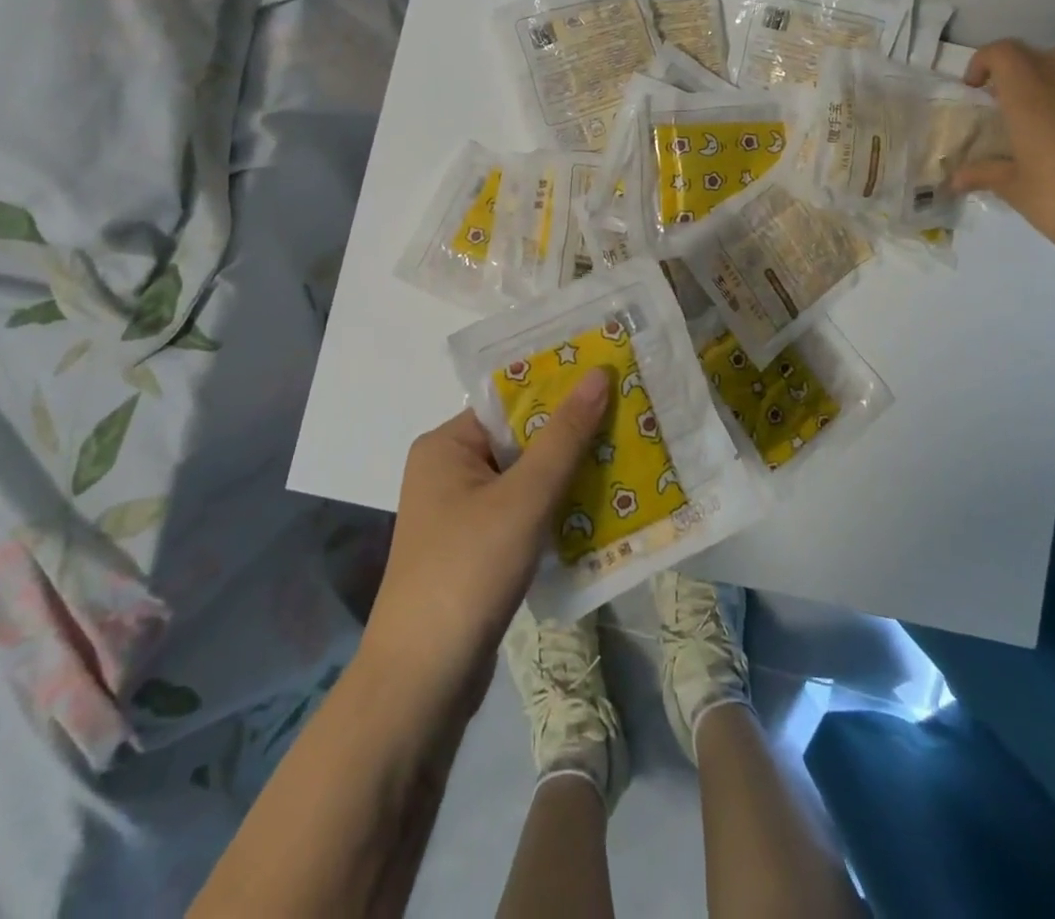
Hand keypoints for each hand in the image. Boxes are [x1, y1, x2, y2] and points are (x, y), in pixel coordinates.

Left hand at [358, 368, 610, 713]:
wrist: (423, 681)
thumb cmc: (469, 570)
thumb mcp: (524, 497)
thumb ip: (565, 436)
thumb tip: (599, 373)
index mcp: (446, 445)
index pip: (510, 403)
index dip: (560, 391)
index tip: (611, 382)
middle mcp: (448, 471)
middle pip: (520, 440)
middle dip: (572, 436)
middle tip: (630, 420)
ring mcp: (461, 514)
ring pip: (526, 480)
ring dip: (569, 476)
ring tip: (627, 459)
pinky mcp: (476, 550)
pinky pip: (523, 514)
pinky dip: (556, 511)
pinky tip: (602, 511)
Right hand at [950, 39, 1054, 266]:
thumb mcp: (1012, 187)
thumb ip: (983, 173)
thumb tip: (955, 179)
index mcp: (1030, 94)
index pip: (1003, 52)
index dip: (983, 62)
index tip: (974, 89)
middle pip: (1035, 53)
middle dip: (1013, 69)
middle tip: (1002, 102)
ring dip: (1045, 78)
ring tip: (1035, 113)